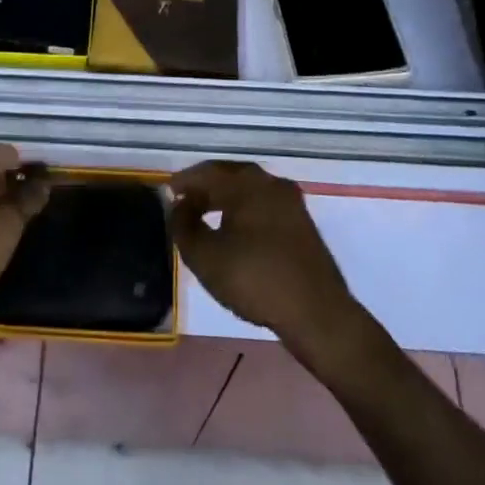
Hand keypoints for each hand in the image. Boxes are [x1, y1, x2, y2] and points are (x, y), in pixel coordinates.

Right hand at [171, 160, 364, 361]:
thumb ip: (184, 226)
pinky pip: (263, 205)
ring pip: (248, 190)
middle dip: (204, 188)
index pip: (206, 172)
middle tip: (184, 204)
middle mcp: (269, 182)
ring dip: (224, 199)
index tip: (166, 194)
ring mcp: (290, 201)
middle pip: (229, 176)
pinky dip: (243, 210)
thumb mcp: (205, 257)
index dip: (183, 182)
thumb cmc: (256, 279)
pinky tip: (235, 231)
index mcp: (246, 182)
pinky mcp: (301, 222)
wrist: (317, 313)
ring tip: (205, 217)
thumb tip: (179, 207)